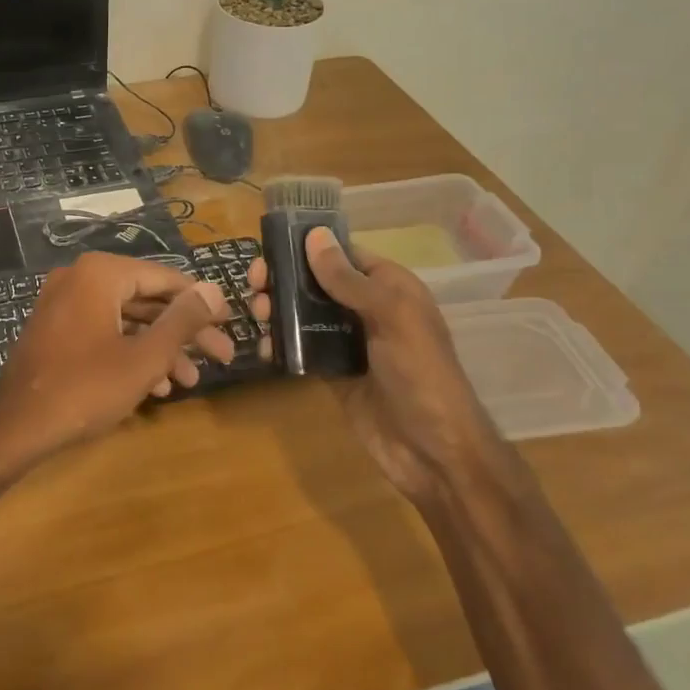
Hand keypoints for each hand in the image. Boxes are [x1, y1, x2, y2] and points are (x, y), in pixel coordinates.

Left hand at [0, 253, 232, 470]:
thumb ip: (182, 321)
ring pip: (126, 320)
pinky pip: (103, 331)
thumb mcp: (144, 357)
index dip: (200, 303)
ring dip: (160, 348)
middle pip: (146, 300)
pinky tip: (156, 385)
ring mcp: (64, 304)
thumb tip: (214, 290)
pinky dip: (130, 352)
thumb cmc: (84, 388)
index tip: (229, 324)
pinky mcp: (56, 329)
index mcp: (100, 273)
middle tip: (222, 357)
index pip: (164, 278)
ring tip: (191, 380)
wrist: (15, 427)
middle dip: (184, 332)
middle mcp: (80, 278)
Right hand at [245, 228, 499, 498]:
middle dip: (285, 280)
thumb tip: (314, 236)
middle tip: (255, 287)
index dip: (307, 248)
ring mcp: (350, 342)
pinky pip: (302, 349)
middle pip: (318, 282)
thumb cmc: (421, 375)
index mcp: (390, 288)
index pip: (343, 254)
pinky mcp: (334, 372)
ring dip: (278, 309)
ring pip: (305, 314)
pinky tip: (263, 346)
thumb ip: (349, 280)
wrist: (433, 454)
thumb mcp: (391, 318)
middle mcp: (368, 309)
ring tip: (258, 314)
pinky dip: (281, 343)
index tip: (270, 251)